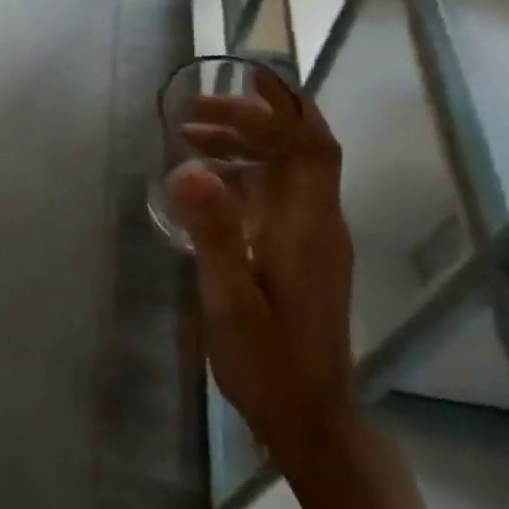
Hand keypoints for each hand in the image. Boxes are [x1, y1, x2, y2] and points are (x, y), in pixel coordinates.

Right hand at [173, 70, 357, 482]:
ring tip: (191, 134)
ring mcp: (313, 238)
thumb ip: (214, 232)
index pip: (308, 143)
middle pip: (301, 145)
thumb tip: (189, 166)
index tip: (230, 87)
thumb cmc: (270, 362)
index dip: (277, 108)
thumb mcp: (231, 299)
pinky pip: (277, 192)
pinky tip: (207, 181)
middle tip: (195, 109)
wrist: (311, 421)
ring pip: (288, 167)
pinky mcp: (302, 253)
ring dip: (246, 142)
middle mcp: (318, 221)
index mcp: (309, 225)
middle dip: (254, 116)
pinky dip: (245, 172)